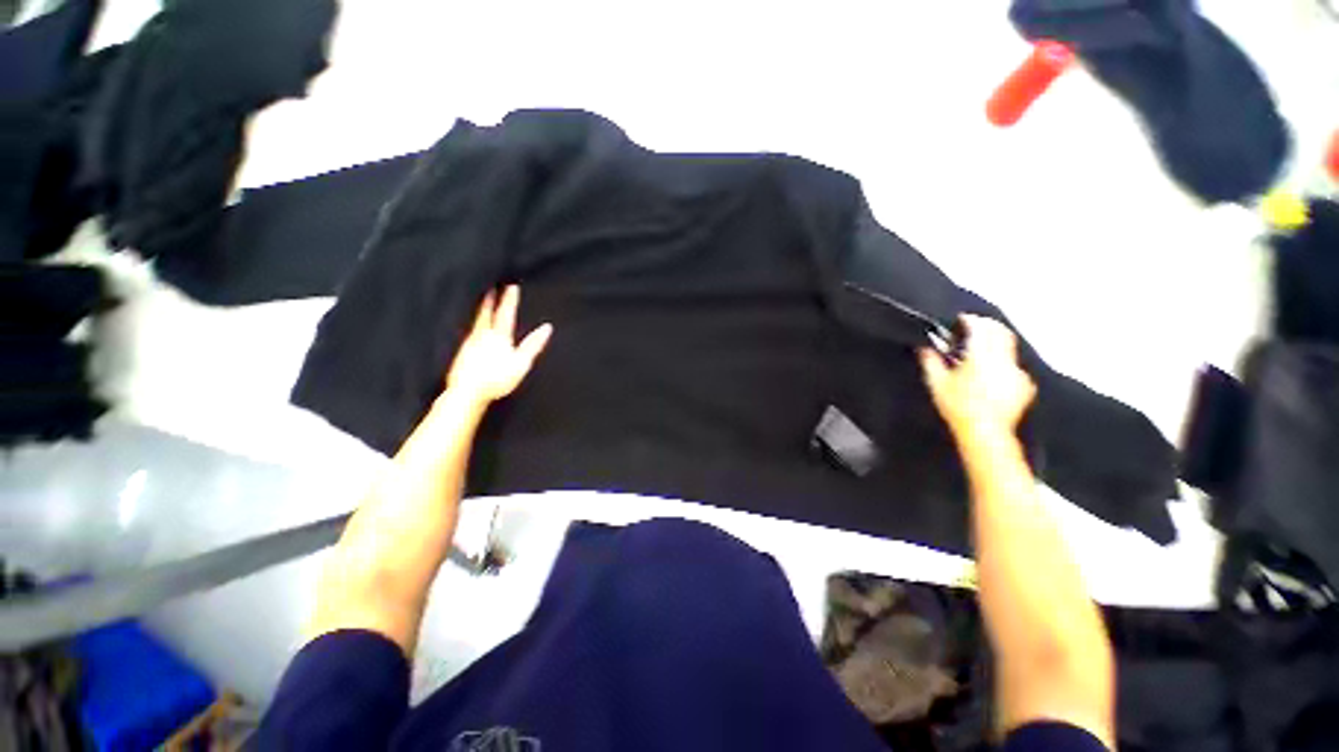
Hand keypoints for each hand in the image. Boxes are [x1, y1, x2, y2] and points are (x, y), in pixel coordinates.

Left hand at [445, 286, 552, 407]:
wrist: (467, 391)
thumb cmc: (498, 377)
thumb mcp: (522, 362)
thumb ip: (534, 344)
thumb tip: (547, 327)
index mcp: (499, 336)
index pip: (506, 314)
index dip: (509, 300)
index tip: (511, 286)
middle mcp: (482, 336)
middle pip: (486, 314)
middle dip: (489, 301)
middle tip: (490, 288)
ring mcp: (470, 344)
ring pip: (476, 322)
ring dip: (480, 312)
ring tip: (482, 306)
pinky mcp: (461, 353)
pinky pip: (469, 333)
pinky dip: (473, 327)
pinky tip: (473, 331)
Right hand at [919, 316, 1035, 439]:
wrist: (985, 432)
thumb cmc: (958, 407)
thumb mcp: (936, 383)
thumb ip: (931, 361)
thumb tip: (925, 348)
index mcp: (981, 357)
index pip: (981, 328)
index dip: (971, 320)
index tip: (963, 319)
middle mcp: (1003, 361)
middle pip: (1001, 332)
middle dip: (988, 326)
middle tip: (975, 325)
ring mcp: (1016, 373)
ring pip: (1009, 349)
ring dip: (996, 344)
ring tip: (981, 350)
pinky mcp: (1024, 385)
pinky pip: (1013, 366)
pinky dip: (1003, 363)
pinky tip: (992, 372)